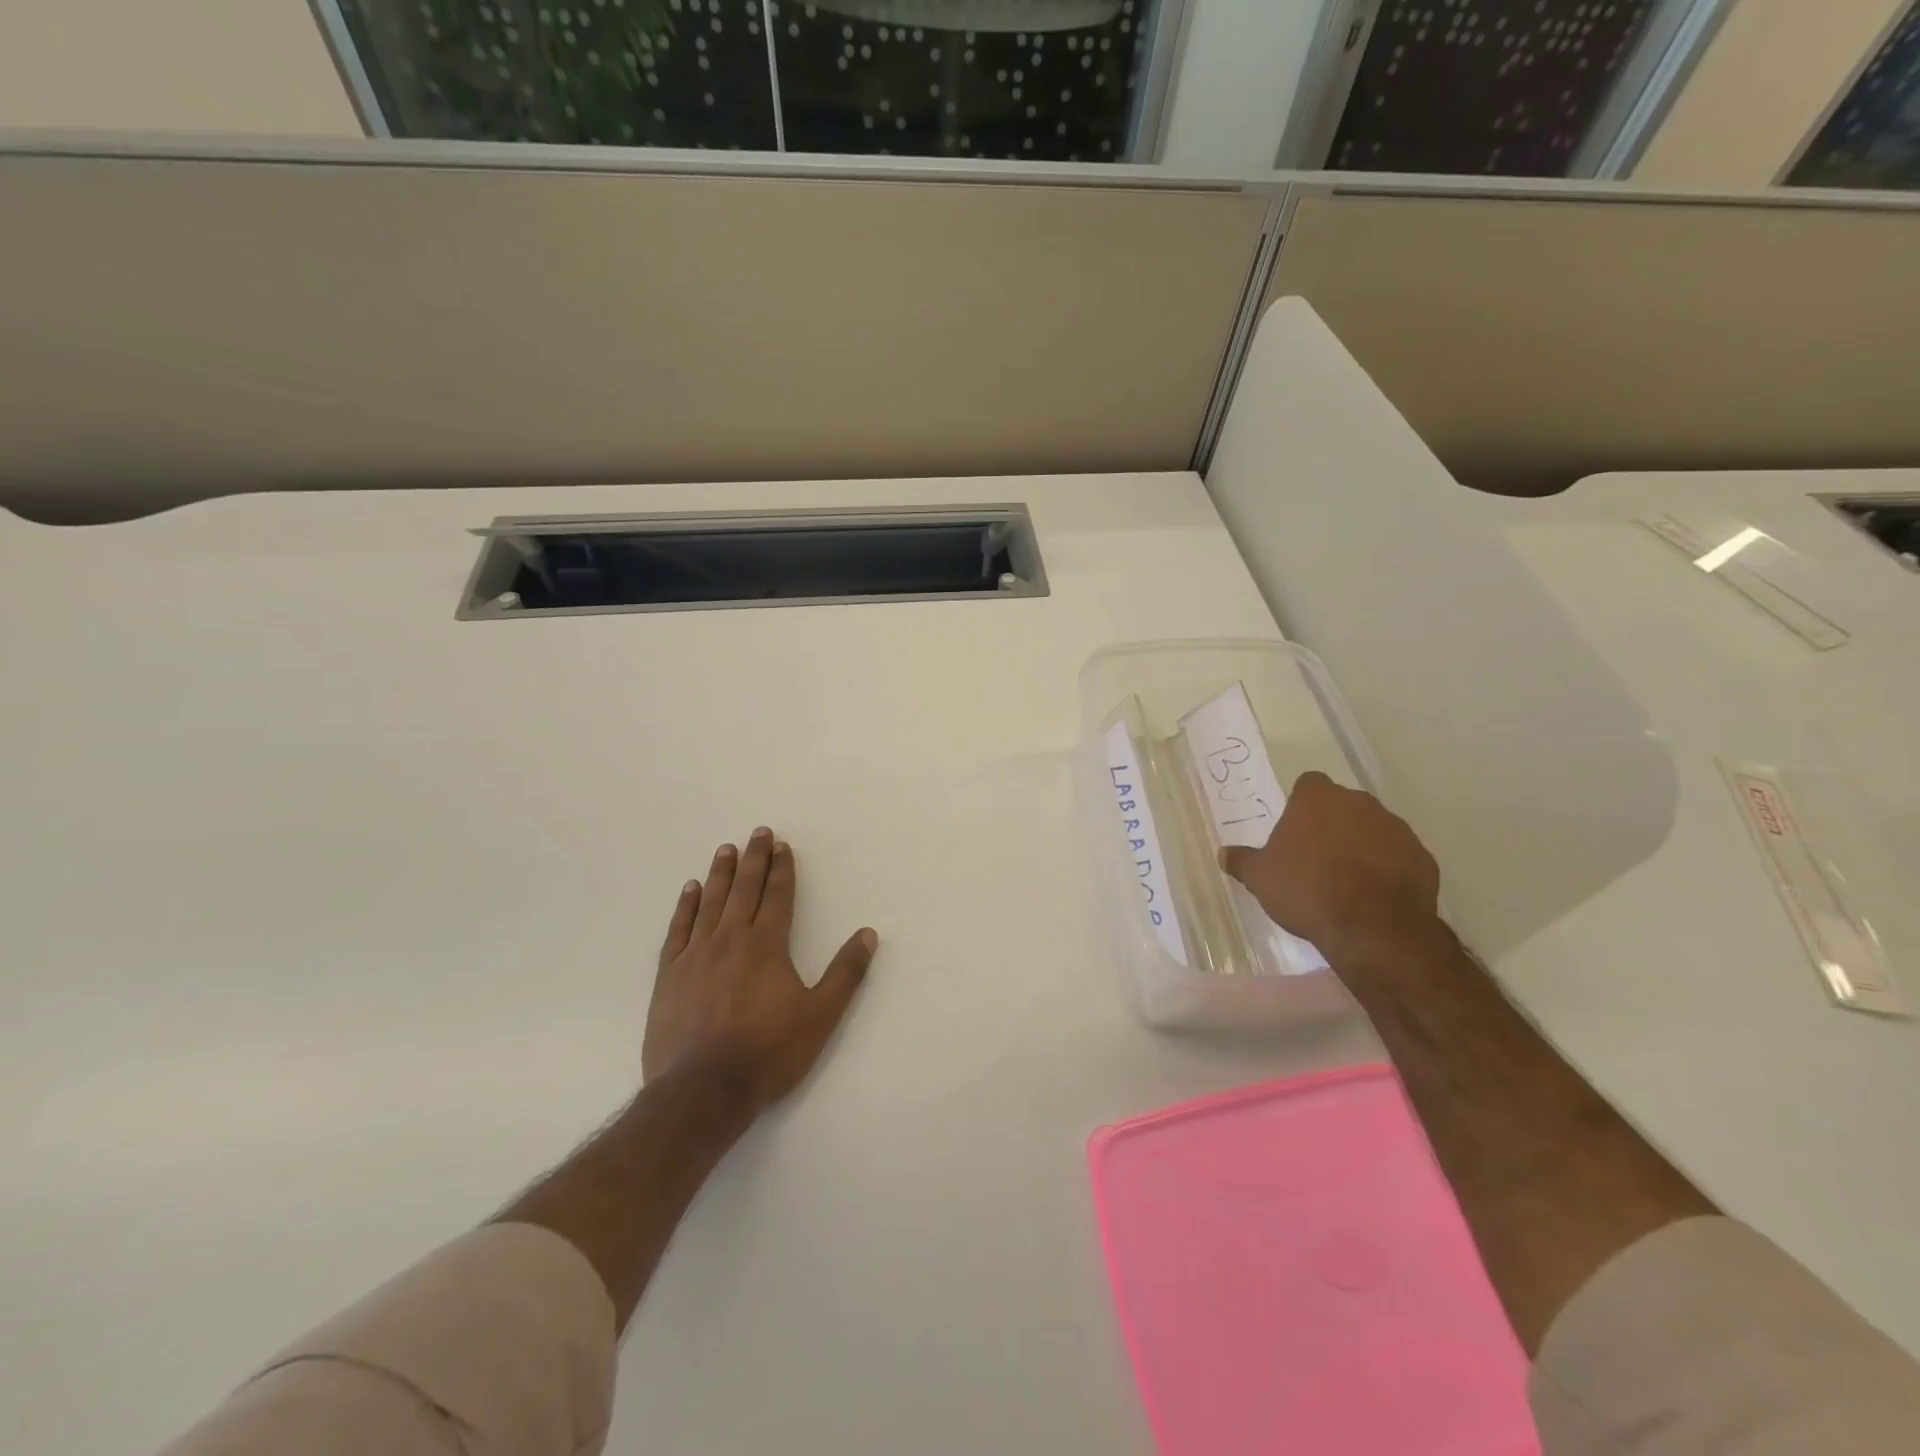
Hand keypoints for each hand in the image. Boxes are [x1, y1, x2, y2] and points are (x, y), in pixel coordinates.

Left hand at [643, 827, 877, 1113]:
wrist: (702, 1091)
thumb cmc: (767, 1053)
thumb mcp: (820, 1016)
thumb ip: (845, 973)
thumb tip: (868, 934)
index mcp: (767, 945)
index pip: (778, 896)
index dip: (782, 869)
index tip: (782, 845)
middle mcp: (731, 939)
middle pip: (745, 889)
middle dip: (753, 859)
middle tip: (757, 832)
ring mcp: (696, 954)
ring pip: (710, 902)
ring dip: (720, 873)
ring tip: (725, 849)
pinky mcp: (670, 974)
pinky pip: (679, 929)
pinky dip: (685, 906)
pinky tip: (689, 890)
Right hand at [1219, 771, 1440, 959]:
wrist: (1372, 926)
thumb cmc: (1306, 889)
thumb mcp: (1260, 878)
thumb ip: (1242, 861)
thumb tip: (1223, 854)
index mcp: (1317, 799)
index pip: (1308, 784)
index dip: (1300, 804)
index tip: (1294, 829)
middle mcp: (1359, 803)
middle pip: (1343, 805)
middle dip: (1332, 824)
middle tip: (1316, 855)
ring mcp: (1396, 828)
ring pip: (1373, 829)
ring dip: (1361, 845)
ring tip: (1346, 879)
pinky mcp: (1423, 857)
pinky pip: (1399, 856)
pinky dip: (1388, 869)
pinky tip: (1374, 895)